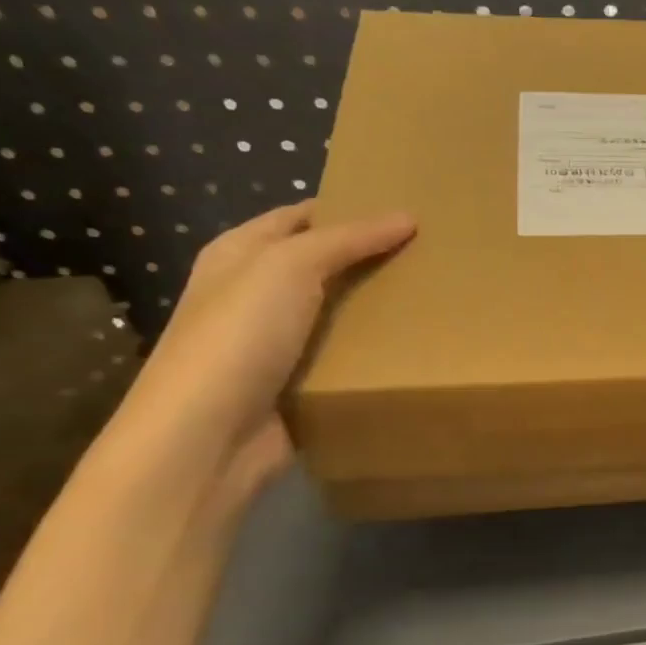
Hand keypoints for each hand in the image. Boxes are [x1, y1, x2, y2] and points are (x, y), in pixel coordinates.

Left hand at [118, 201, 416, 487]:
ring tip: (436, 298)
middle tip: (433, 254)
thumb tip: (406, 217)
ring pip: (338, 314)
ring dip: (378, 309)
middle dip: (372, 260)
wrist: (209, 435)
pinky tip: (414, 347)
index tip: (406, 212)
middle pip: (324, 266)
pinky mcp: (297, 384)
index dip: (348, 209)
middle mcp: (255, 294)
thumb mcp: (289, 266)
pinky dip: (372, 353)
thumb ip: (347, 239)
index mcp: (240, 254)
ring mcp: (275, 342)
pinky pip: (342, 359)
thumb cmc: (239, 335)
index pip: (301, 217)